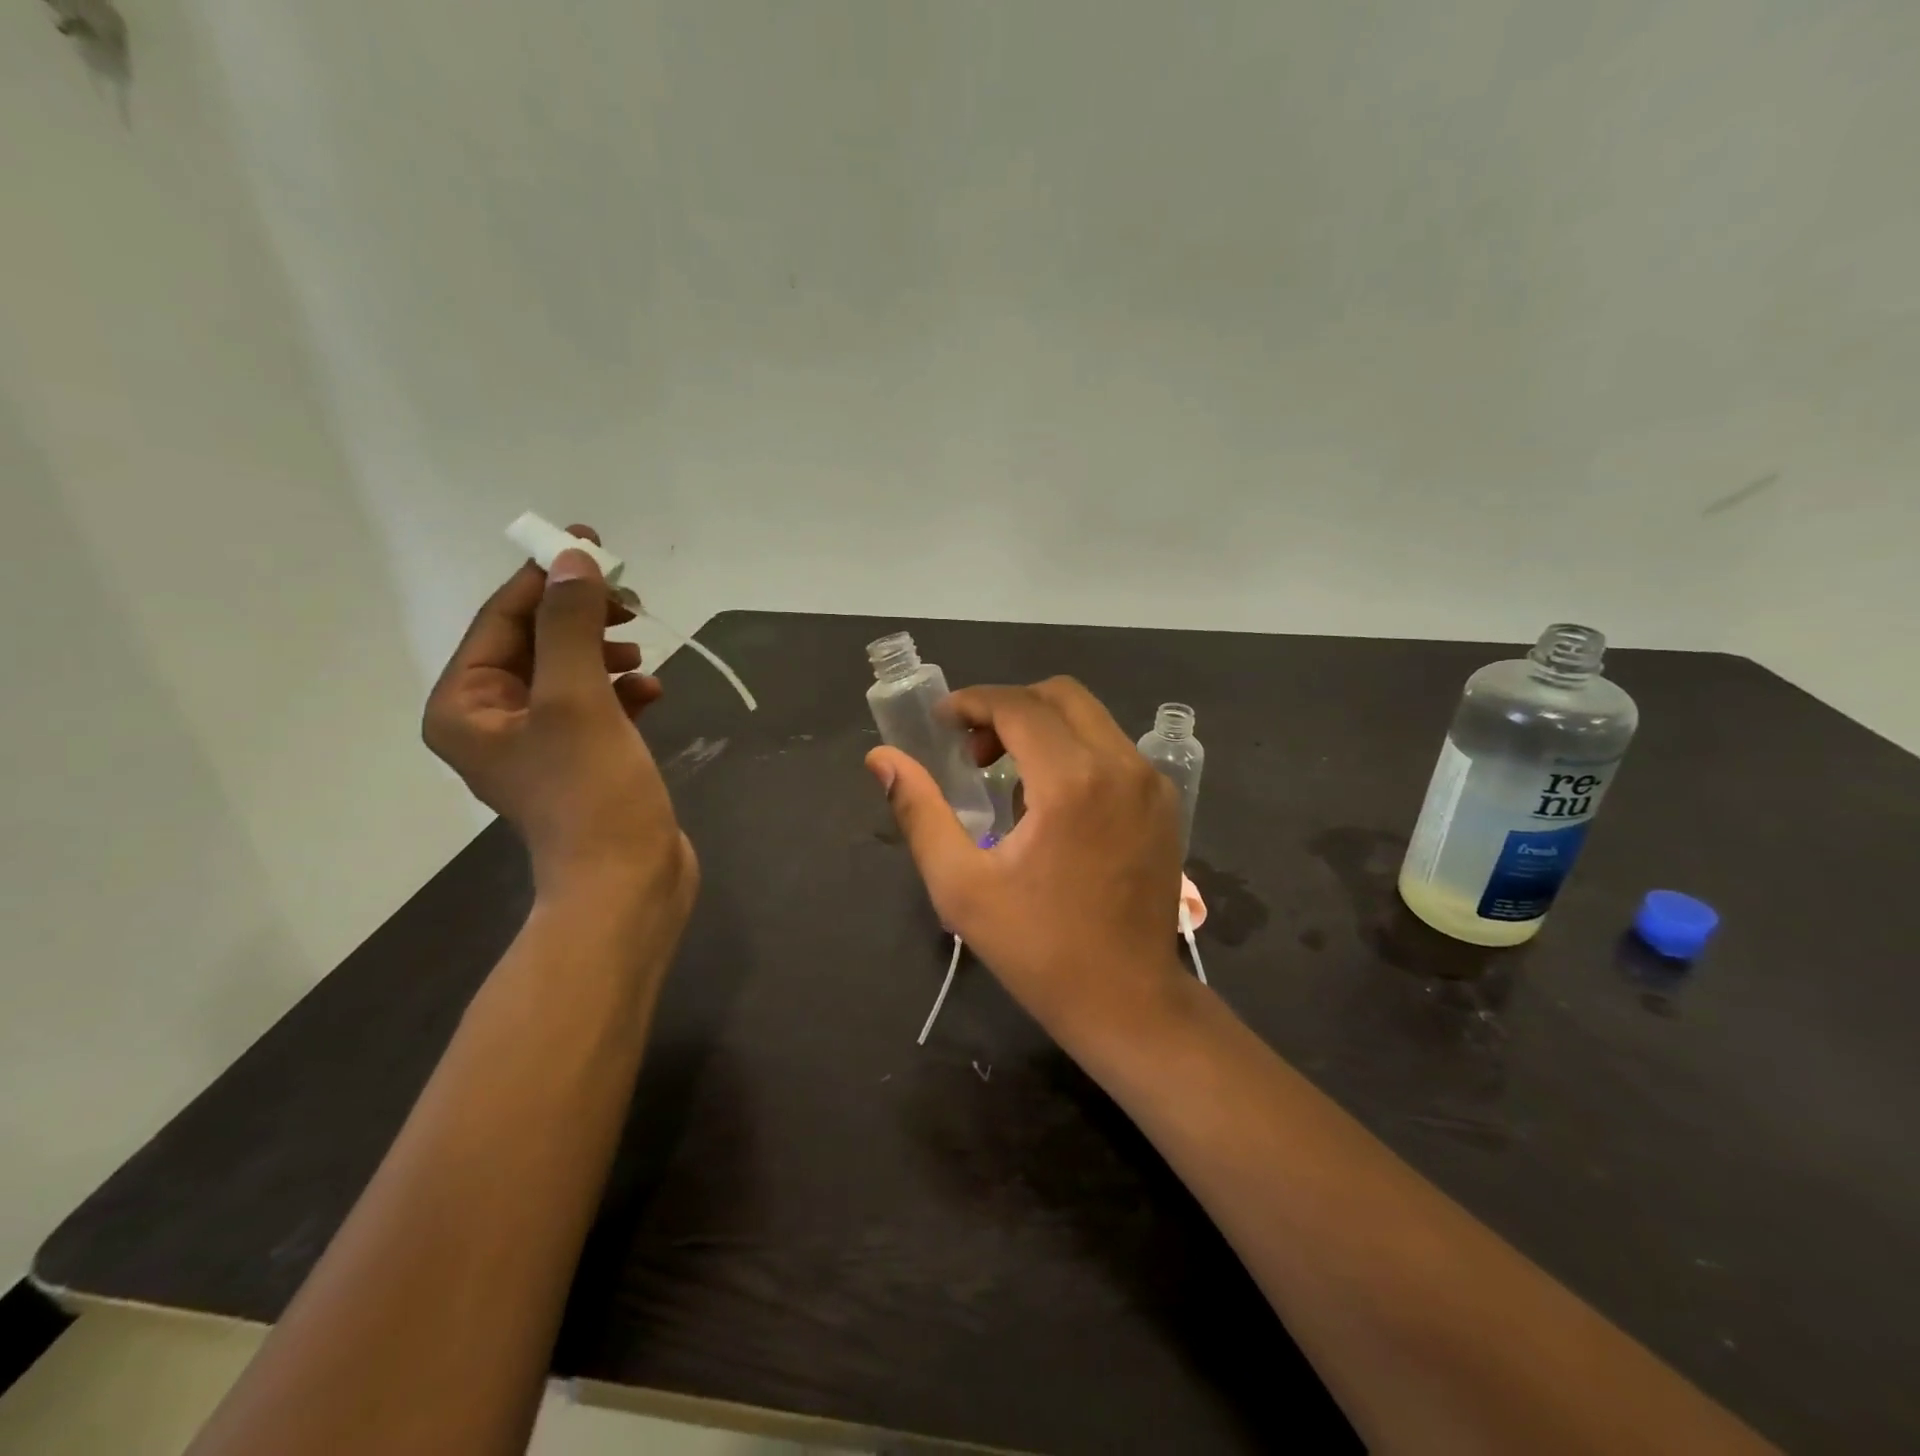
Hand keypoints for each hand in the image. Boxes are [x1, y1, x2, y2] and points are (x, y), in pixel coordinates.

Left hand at [423, 526, 696, 926]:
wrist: (628, 880)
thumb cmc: (591, 791)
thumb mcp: (579, 697)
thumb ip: (571, 624)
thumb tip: (573, 560)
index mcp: (465, 705)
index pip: (502, 619)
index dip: (545, 578)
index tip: (590, 543)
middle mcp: (492, 719)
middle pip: (536, 642)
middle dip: (583, 618)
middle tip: (630, 600)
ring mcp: (539, 742)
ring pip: (570, 671)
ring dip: (606, 653)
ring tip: (641, 651)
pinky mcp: (582, 758)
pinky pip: (596, 704)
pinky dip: (622, 690)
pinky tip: (652, 692)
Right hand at [866, 677, 1189, 1049]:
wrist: (1128, 1001)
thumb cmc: (1038, 948)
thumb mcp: (961, 885)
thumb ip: (919, 812)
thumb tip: (882, 759)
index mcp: (1072, 781)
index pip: (1019, 706)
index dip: (973, 702)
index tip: (941, 722)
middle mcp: (1121, 766)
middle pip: (1060, 695)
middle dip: (1009, 707)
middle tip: (973, 751)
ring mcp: (1151, 783)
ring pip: (1091, 718)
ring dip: (1042, 727)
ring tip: (1007, 776)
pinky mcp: (1165, 803)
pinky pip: (1113, 749)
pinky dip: (1074, 750)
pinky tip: (1052, 800)